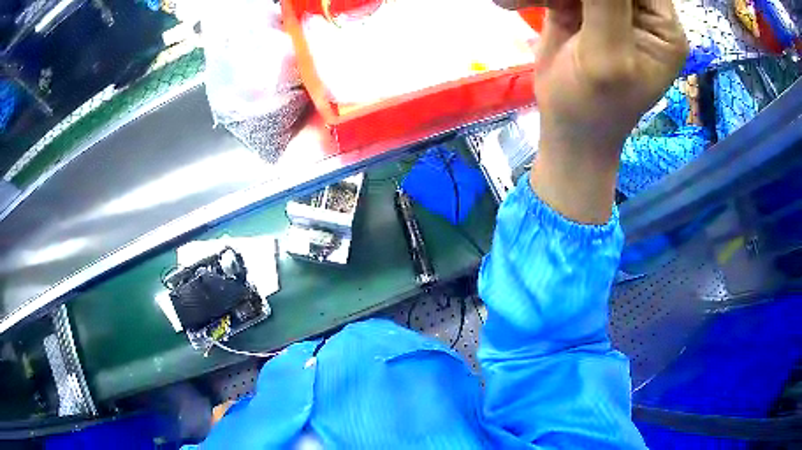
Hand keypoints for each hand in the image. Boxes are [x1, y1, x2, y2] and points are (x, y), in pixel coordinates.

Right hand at [530, 0, 687, 223]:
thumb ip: (606, 4)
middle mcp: (641, 12)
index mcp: (663, 26)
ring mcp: (610, 7)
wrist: (568, 128)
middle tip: (557, 5)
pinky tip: (515, 5)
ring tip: (534, 9)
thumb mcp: (607, 57)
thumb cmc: (594, 106)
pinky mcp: (580, 7)